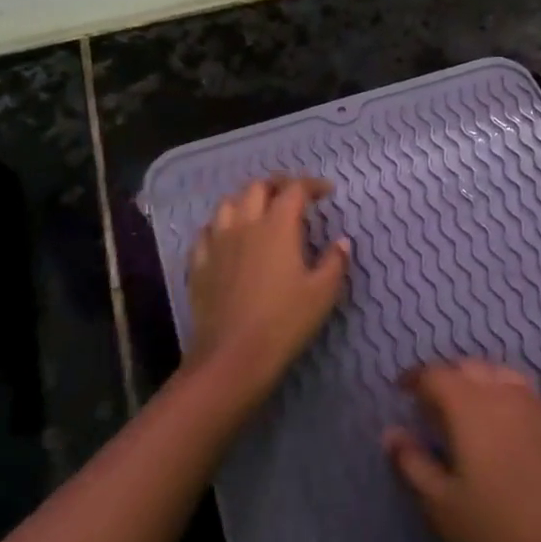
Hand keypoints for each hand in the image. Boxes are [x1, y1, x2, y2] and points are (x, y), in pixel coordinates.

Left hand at [184, 176, 349, 412]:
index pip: (295, 190)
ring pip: (228, 204)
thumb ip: (335, 262)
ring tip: (260, 211)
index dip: (312, 185)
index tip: (326, 192)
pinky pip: (206, 233)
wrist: (233, 356)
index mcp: (278, 226)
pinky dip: (220, 227)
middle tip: (293, 196)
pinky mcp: (199, 264)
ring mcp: (217, 243)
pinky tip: (227, 238)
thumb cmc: (285, 322)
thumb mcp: (323, 293)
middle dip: (278, 185)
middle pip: (257, 187)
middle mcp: (245, 225)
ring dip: (247, 200)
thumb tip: (342, 242)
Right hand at [384, 361, 540, 541]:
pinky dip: (510, 402)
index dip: (415, 378)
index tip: (402, 390)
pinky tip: (509, 434)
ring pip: (503, 377)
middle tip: (433, 404)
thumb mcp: (442, 504)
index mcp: (470, 404)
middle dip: (448, 378)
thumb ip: (412, 463)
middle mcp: (506, 392)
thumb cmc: (498, 531)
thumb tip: (391, 433)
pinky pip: (530, 398)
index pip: (436, 374)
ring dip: (481, 385)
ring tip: (470, 414)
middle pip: (471, 368)